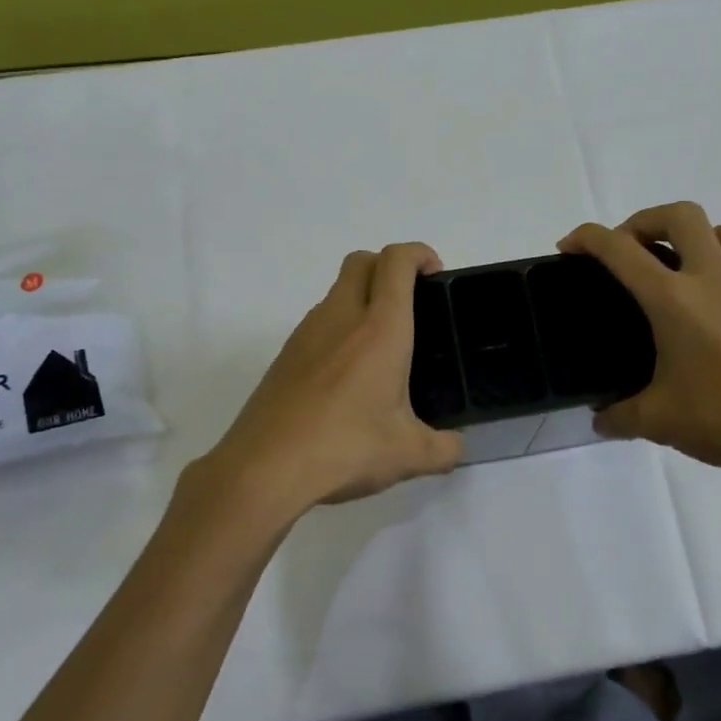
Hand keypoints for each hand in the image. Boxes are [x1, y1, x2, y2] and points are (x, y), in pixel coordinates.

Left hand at [183, 242, 461, 526]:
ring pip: (337, 291)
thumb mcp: (409, 454)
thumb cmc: (346, 447)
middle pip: (361, 261)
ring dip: (362, 298)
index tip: (435, 274)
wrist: (264, 467)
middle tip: (411, 304)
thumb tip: (456, 446)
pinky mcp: (285, 355)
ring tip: (382, 348)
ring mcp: (306, 333)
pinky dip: (339, 330)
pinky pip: (318, 324)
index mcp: (380, 327)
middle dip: (389, 266)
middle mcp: (341, 317)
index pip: (397, 261)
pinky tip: (347, 378)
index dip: (419, 253)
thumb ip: (444, 448)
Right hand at [560, 202, 720, 481]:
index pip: (620, 249)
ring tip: (674, 269)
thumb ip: (621, 416)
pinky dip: (719, 275)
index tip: (569, 246)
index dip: (587, 238)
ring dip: (692, 236)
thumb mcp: (661, 421)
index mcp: (674, 299)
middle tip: (628, 251)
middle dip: (644, 219)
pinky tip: (711, 320)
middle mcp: (712, 280)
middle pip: (680, 215)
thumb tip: (601, 419)